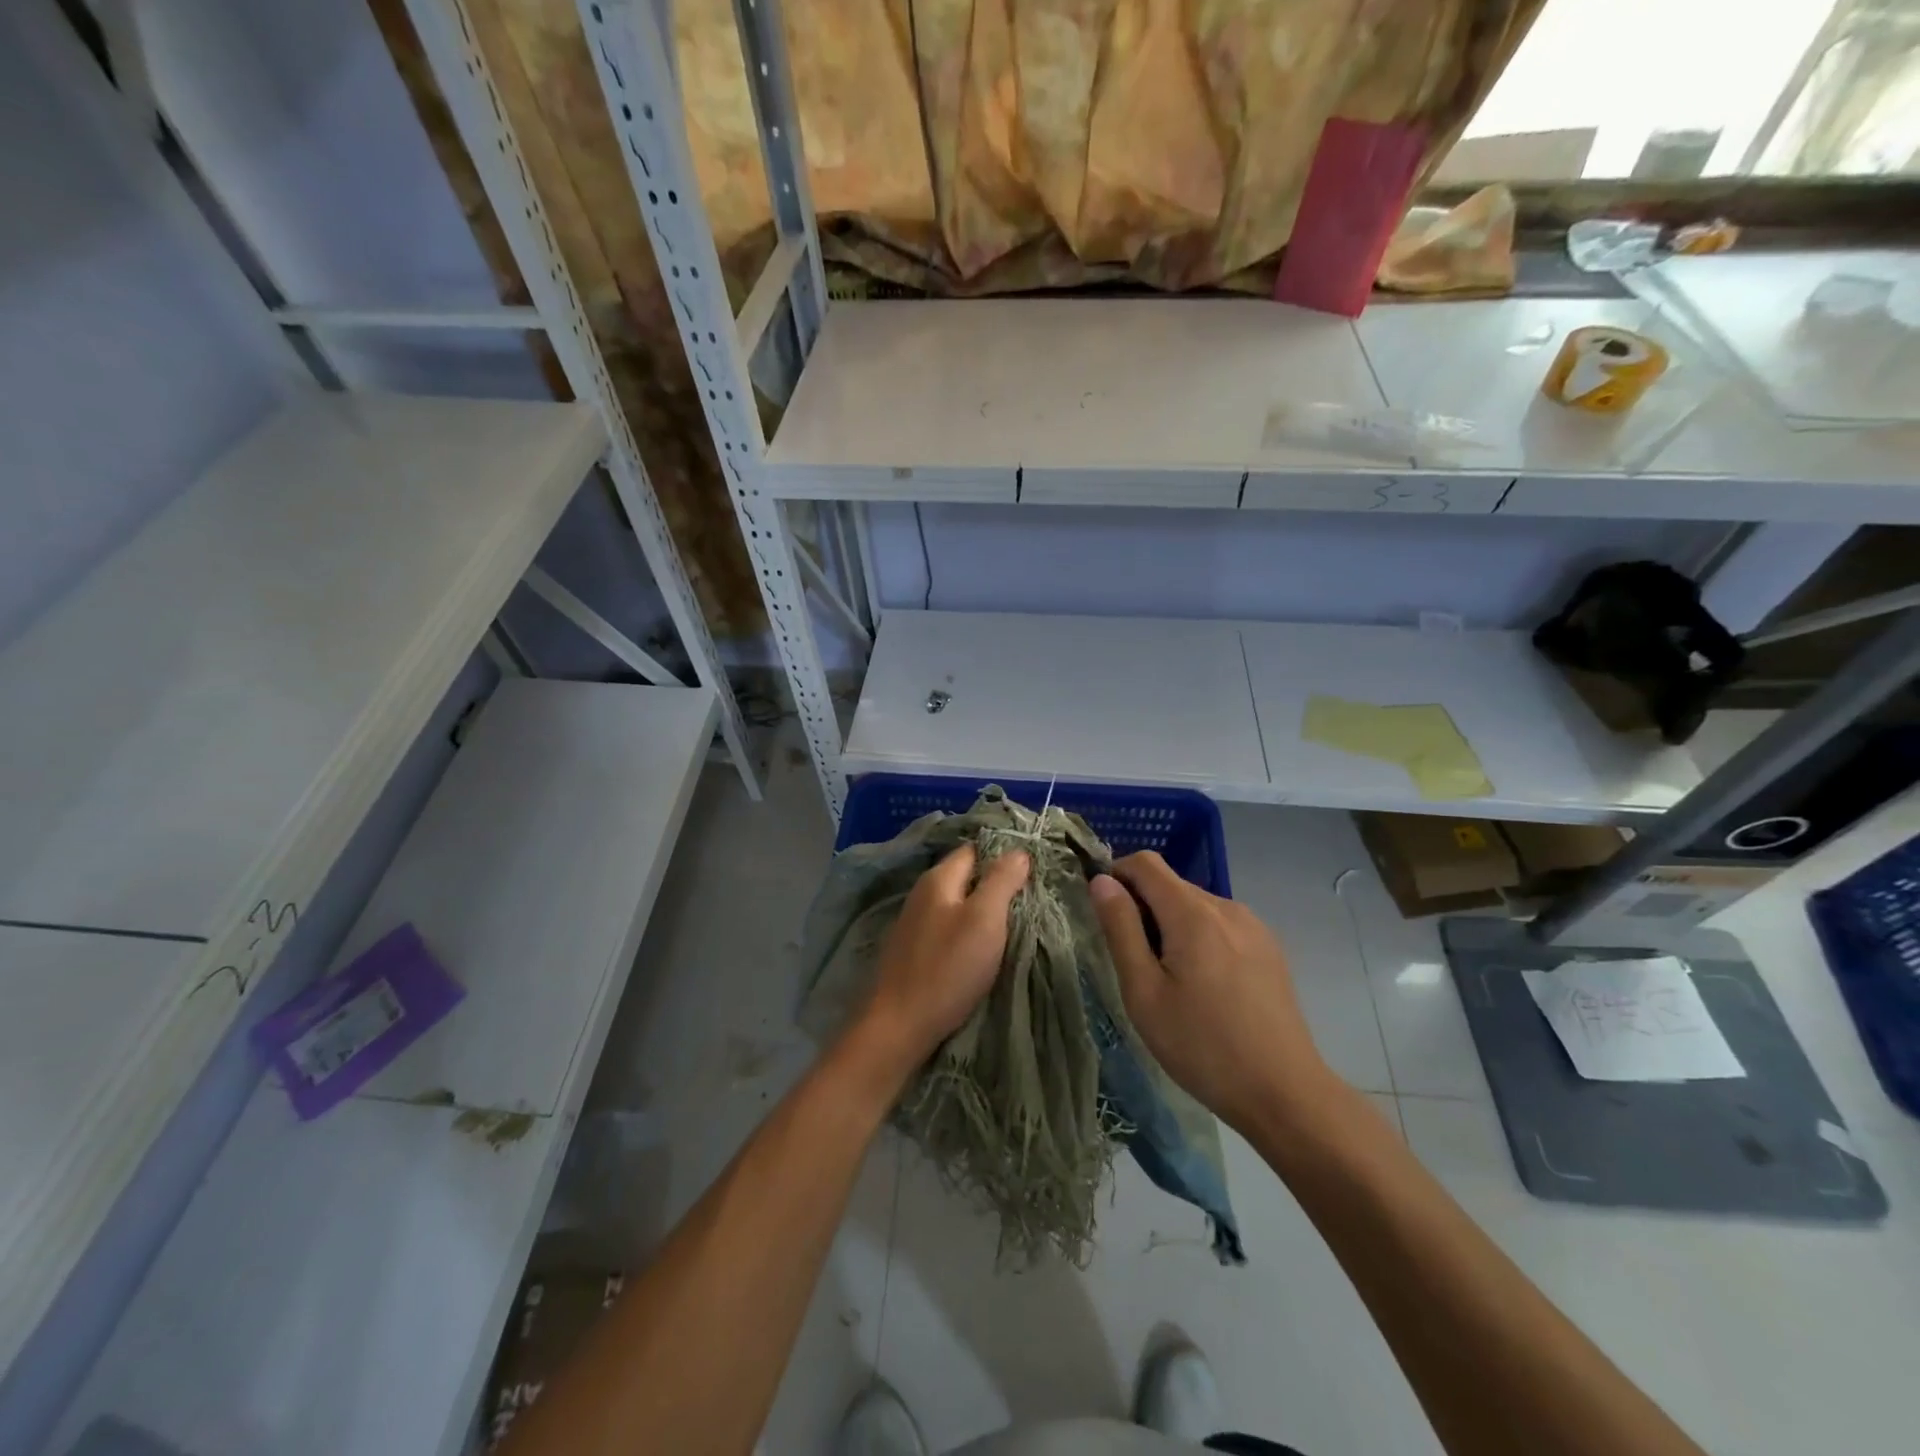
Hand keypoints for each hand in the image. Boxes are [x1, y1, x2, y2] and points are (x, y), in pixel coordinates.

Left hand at [855, 845, 1029, 1078]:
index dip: (1004, 854)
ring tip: (1013, 922)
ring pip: (957, 903)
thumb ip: (1001, 881)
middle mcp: (922, 893)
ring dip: (982, 908)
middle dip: (995, 882)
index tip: (1034, 869)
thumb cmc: (947, 968)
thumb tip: (1018, 851)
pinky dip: (967, 930)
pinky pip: (948, 927)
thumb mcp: (984, 919)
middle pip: (966, 876)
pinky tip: (982, 946)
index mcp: (938, 878)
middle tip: (1030, 898)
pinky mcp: (914, 950)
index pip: (975, 849)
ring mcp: (914, 923)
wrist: (899, 1025)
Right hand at [1090, 851, 1334, 1133]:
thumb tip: (1102, 881)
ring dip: (1171, 925)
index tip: (1105, 913)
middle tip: (1135, 962)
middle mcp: (1226, 907)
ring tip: (1170, 980)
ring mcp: (1253, 926)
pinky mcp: (1269, 947)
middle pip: (1171, 884)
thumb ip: (1121, 929)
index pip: (1145, 863)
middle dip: (1143, 907)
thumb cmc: (1201, 1046)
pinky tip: (1204, 986)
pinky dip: (1199, 938)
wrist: (1284, 1093)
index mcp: (1193, 913)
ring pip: (1196, 906)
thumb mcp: (1144, 992)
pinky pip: (1220, 925)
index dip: (1117, 875)